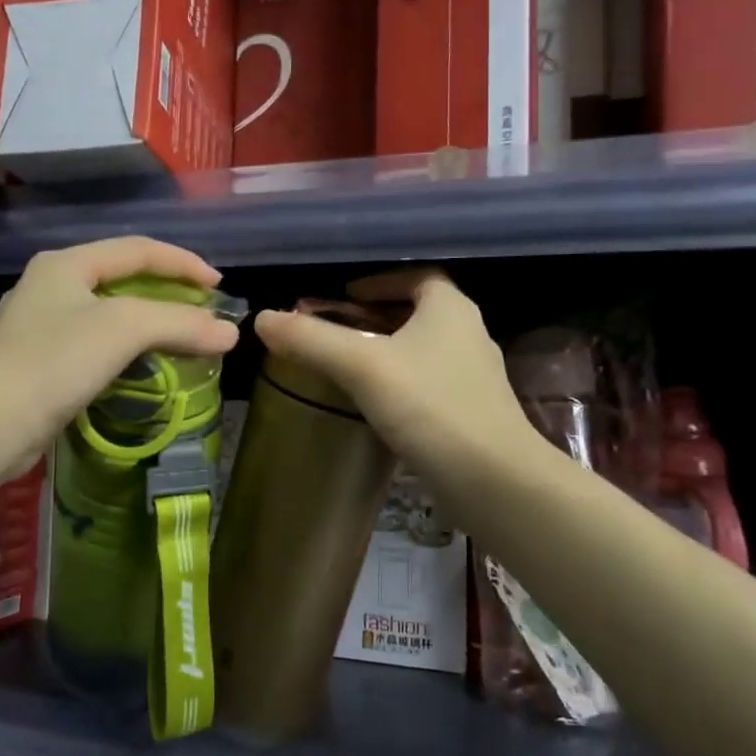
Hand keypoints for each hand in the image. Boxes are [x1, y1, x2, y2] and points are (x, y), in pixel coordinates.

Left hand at [0, 237, 240, 474]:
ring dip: (149, 324)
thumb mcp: (124, 329)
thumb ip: (180, 323)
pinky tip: (145, 369)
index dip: (183, 262)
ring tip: (183, 339)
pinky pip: (96, 346)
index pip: (138, 249)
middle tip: (204, 311)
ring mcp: (41, 327)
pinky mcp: (40, 365)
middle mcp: (51, 287)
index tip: (219, 287)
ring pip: (109, 315)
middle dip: (167, 292)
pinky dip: (128, 351)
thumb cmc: (55, 361)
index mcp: (66, 264)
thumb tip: (231, 333)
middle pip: (122, 279)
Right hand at [253, 270, 540, 501]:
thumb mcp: (361, 366)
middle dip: (376, 317)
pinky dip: (401, 384)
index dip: (379, 281)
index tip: (344, 295)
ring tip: (348, 367)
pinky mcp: (473, 413)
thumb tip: (263, 320)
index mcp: (449, 308)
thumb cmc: (429, 406)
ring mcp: (474, 376)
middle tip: (337, 331)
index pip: (416, 277)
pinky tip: (376, 406)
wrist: (492, 478)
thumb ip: (311, 340)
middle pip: (418, 313)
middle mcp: (468, 334)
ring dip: (388, 352)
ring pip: (423, 350)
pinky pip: (430, 384)